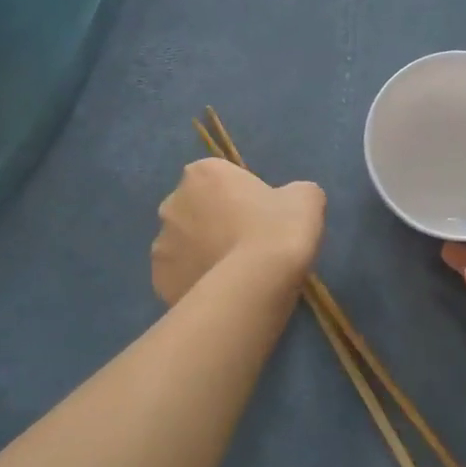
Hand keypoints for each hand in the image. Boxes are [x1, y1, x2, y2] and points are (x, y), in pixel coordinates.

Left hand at [152, 159, 325, 304]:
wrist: (256, 285)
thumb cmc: (279, 230)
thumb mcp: (306, 198)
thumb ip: (292, 193)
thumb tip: (287, 204)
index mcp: (202, 173)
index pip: (221, 179)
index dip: (242, 198)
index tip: (261, 218)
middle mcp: (172, 203)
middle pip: (196, 210)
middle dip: (215, 224)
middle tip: (248, 246)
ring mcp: (161, 244)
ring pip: (185, 246)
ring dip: (202, 254)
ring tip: (235, 276)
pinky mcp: (159, 280)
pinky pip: (181, 277)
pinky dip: (195, 282)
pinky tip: (221, 293)